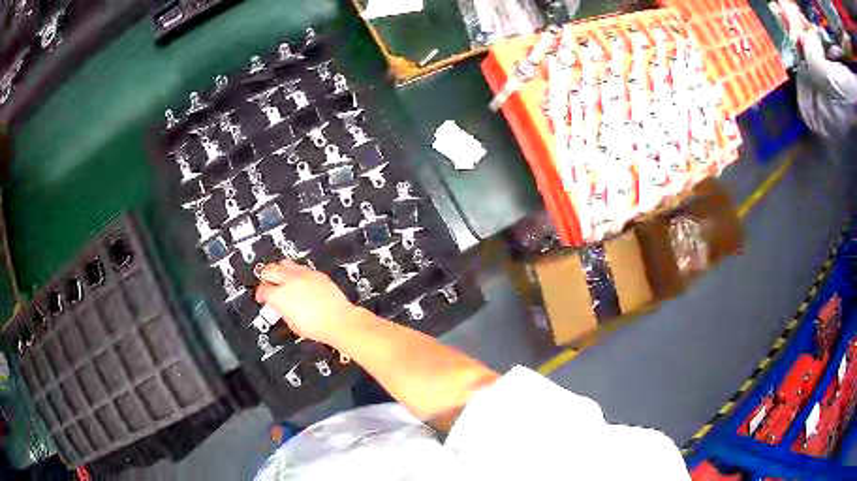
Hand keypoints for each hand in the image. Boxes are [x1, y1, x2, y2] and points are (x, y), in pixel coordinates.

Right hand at [254, 261, 355, 343]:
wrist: (338, 321)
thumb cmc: (317, 326)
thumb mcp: (292, 323)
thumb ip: (282, 310)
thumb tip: (280, 307)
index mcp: (281, 295)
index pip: (263, 289)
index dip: (260, 294)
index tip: (262, 297)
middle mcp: (290, 281)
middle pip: (270, 270)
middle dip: (265, 275)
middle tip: (266, 281)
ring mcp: (304, 275)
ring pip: (285, 263)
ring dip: (280, 269)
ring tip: (281, 276)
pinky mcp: (316, 274)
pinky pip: (302, 267)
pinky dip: (296, 272)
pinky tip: (298, 279)